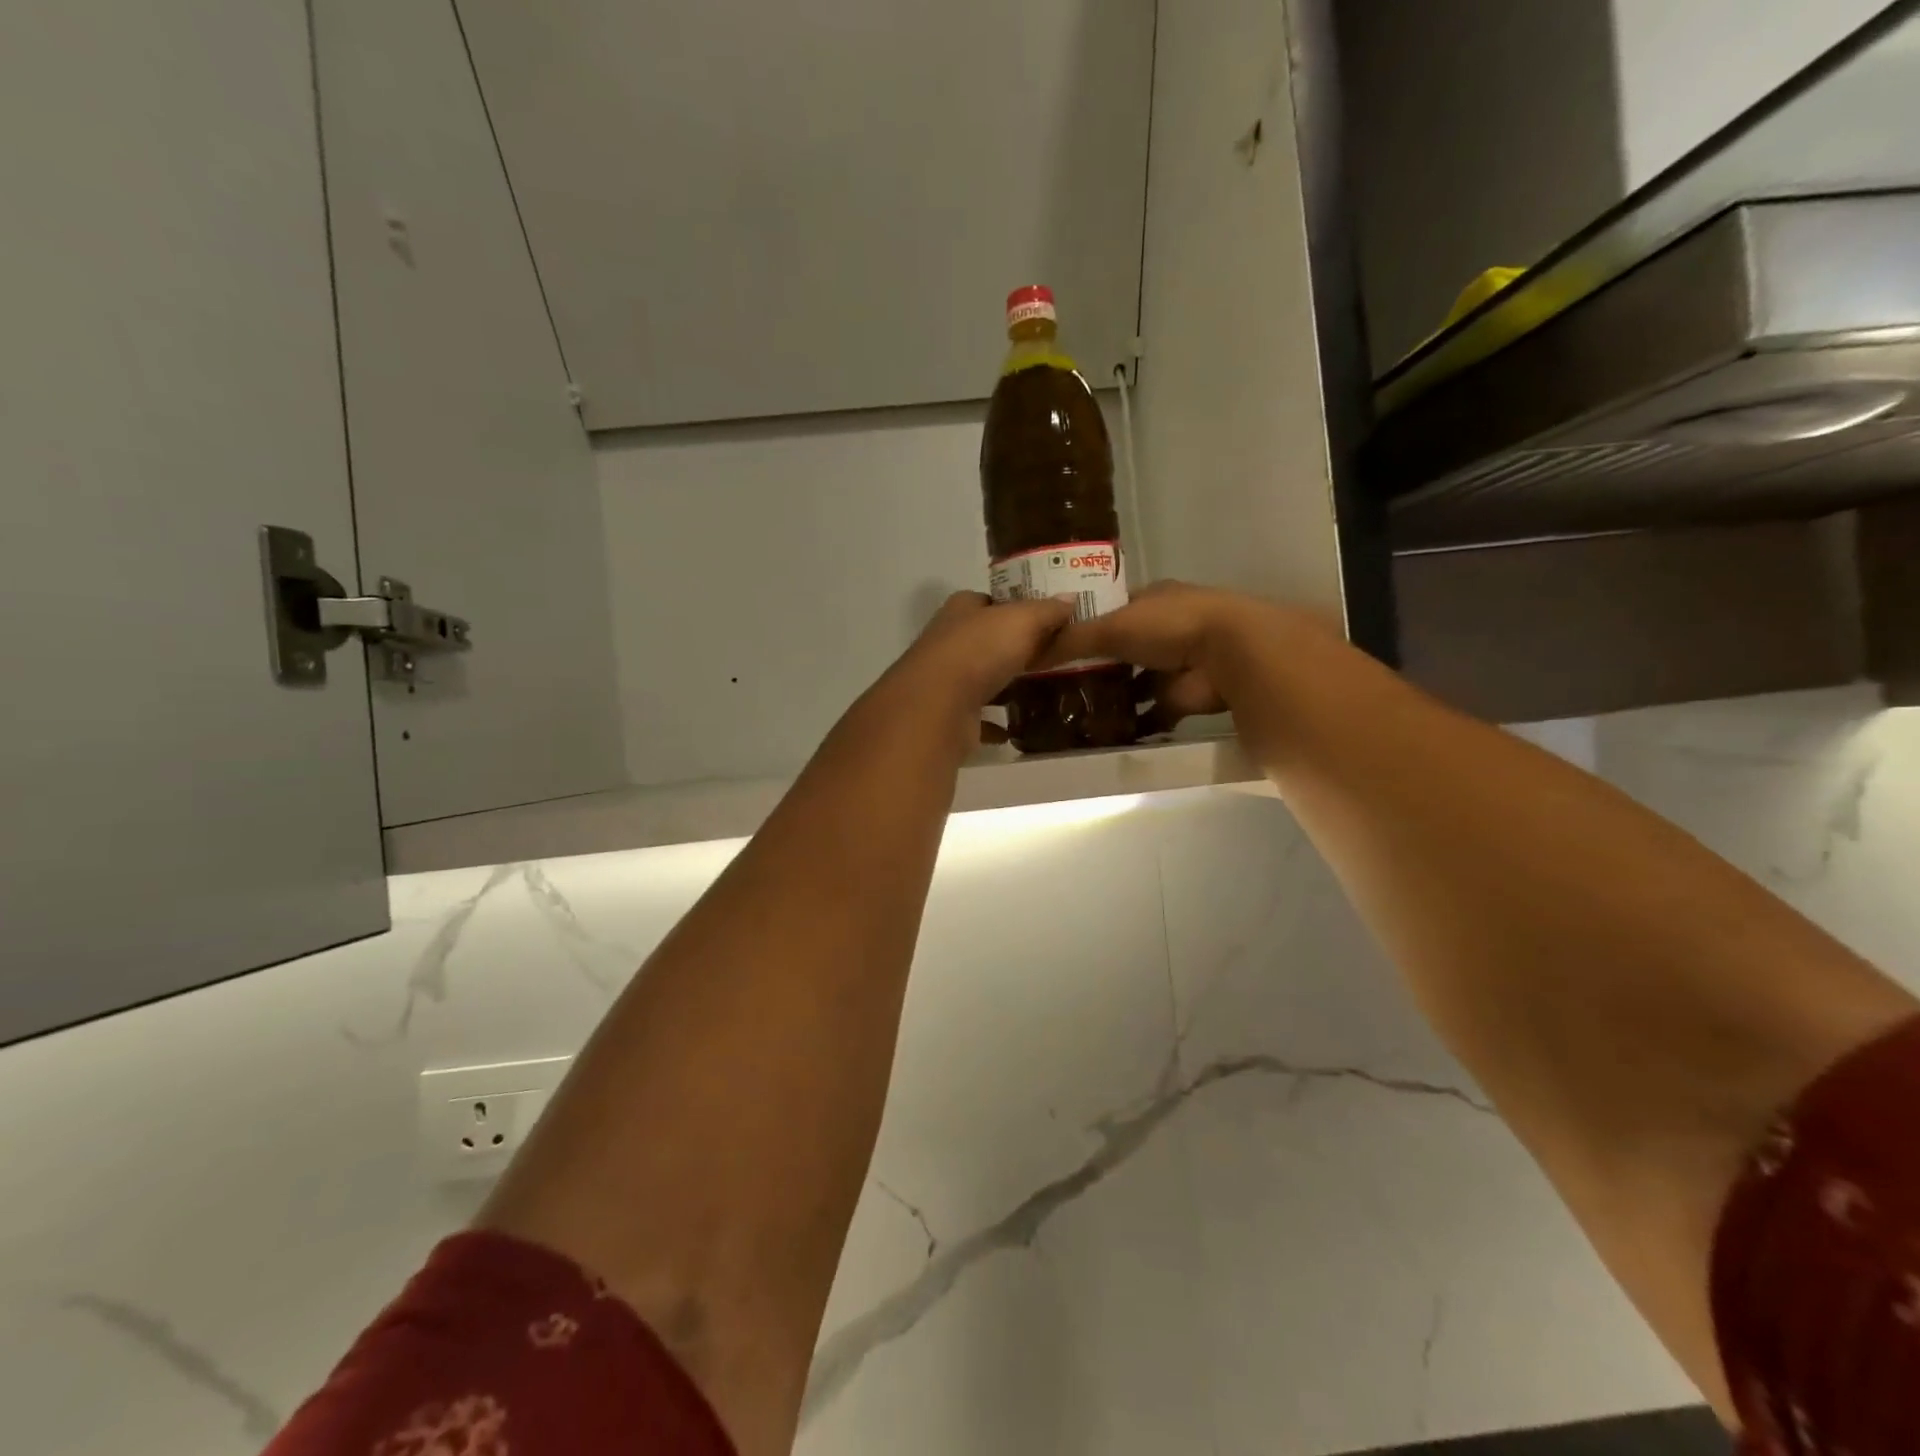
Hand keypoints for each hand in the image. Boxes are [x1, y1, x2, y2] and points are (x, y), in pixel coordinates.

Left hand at [881, 591, 1073, 749]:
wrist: (937, 707)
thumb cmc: (979, 651)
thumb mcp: (1022, 621)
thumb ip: (1046, 611)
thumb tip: (1070, 598)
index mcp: (960, 611)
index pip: (987, 601)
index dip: (1012, 607)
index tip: (1042, 619)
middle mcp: (948, 642)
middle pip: (984, 641)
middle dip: (1011, 648)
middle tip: (1048, 656)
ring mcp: (945, 681)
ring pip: (979, 679)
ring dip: (1001, 685)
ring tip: (1037, 691)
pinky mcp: (948, 716)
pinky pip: (976, 718)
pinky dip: (992, 723)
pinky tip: (1013, 729)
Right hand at [1036, 581, 1308, 734]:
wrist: (1226, 653)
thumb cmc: (1167, 625)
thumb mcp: (1110, 626)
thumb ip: (1070, 640)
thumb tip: (1026, 653)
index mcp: (1149, 600)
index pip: (1108, 612)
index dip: (1081, 627)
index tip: (1050, 646)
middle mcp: (1163, 629)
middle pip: (1120, 650)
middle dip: (1094, 667)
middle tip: (1055, 688)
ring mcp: (1174, 665)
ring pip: (1134, 682)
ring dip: (1113, 698)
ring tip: (1072, 714)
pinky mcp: (1181, 698)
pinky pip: (1151, 713)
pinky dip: (1133, 724)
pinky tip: (1103, 735)